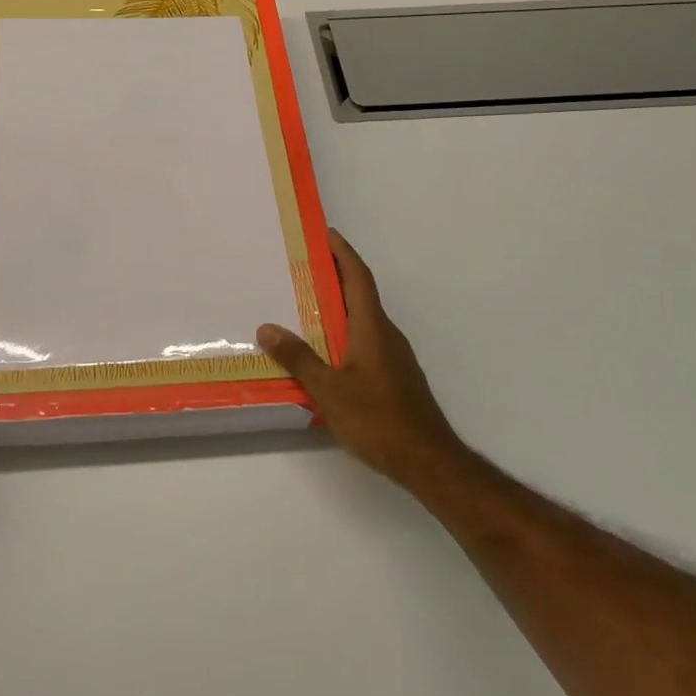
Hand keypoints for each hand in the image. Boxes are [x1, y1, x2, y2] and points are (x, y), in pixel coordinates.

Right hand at [257, 231, 466, 497]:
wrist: (429, 462)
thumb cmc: (379, 419)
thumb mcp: (329, 389)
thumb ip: (299, 358)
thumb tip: (267, 328)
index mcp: (372, 327)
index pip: (358, 277)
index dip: (343, 252)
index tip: (326, 232)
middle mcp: (386, 333)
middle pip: (360, 293)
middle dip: (335, 274)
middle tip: (303, 264)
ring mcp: (394, 356)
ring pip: (363, 318)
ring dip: (339, 305)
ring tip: (305, 304)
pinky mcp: (395, 376)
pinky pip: (366, 340)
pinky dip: (345, 331)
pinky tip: (326, 349)